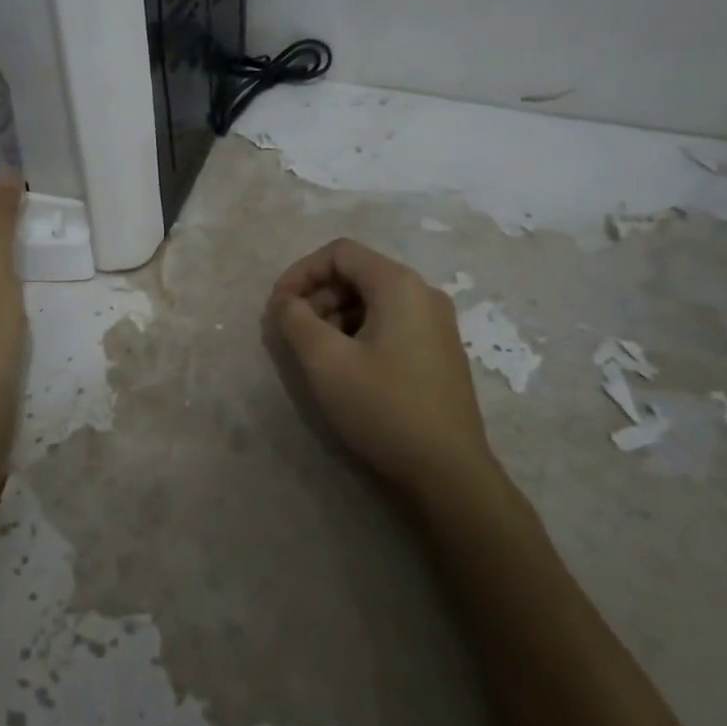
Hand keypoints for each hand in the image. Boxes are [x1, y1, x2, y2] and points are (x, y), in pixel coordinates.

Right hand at [263, 238, 496, 495]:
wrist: (449, 472)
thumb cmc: (384, 408)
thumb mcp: (326, 361)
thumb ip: (295, 320)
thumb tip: (284, 301)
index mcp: (399, 284)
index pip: (339, 253)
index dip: (300, 273)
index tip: (277, 308)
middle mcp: (423, 293)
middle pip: (357, 274)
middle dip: (317, 297)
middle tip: (293, 335)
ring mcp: (436, 324)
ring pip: (372, 301)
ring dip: (335, 317)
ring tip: (316, 356)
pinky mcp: (438, 352)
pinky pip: (390, 324)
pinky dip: (359, 334)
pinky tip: (347, 369)